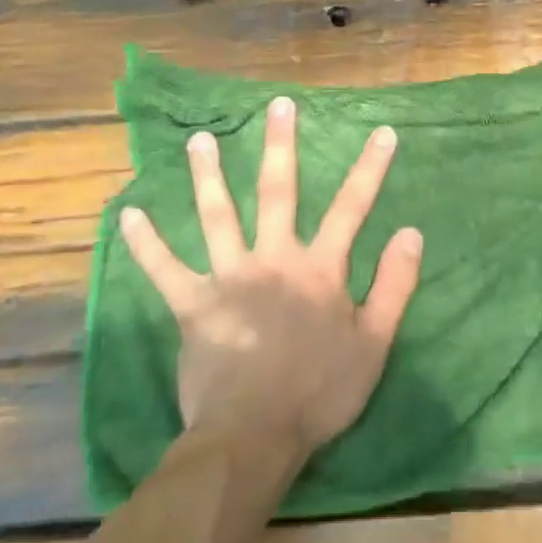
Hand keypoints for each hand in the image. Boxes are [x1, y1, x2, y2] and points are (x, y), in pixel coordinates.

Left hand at [119, 96, 422, 458]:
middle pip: (277, 192)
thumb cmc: (320, 391)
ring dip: (208, 176)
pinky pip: (164, 269)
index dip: (370, 168)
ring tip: (200, 140)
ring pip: (217, 216)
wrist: (254, 436)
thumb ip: (395, 285)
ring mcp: (228, 278)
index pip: (353, 207)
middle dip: (280, 145)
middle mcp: (273, 259)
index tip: (382, 132)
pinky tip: (129, 215)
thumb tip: (412, 232)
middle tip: (278, 106)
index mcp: (319, 268)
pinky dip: (146, 243)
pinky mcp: (192, 304)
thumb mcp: (374, 343)